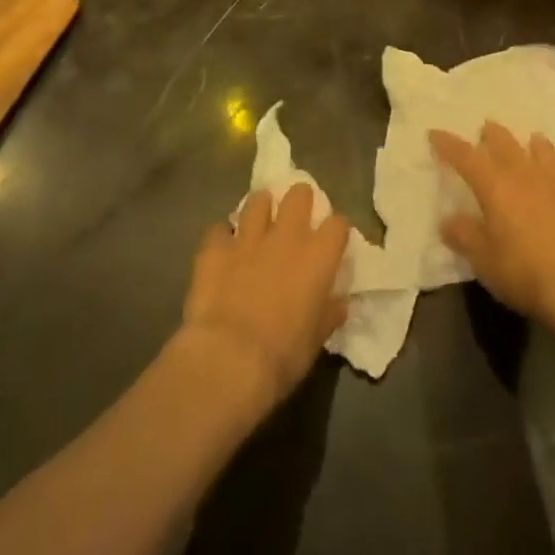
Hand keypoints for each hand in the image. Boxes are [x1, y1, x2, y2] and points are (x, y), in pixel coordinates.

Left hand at [180, 183, 349, 411]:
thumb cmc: (282, 355)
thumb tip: (339, 303)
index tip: (331, 242)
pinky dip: (222, 238)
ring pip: (257, 201)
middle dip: (298, 200)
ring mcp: (248, 238)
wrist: (228, 360)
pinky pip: (218, 230)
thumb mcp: (316, 340)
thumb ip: (328, 314)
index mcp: (317, 257)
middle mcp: (286, 236)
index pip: (338, 224)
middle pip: (299, 195)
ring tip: (257, 222)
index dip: (335, 231)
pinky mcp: (215, 248)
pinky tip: (221, 249)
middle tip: (294, 218)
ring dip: (259, 209)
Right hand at [430, 123, 554, 337]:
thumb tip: (448, 219)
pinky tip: (553, 175)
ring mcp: (554, 182)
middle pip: (504, 142)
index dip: (448, 144)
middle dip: (490, 134)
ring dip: (525, 142)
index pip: (465, 155)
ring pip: (538, 149)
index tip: (435, 133)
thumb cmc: (525, 271)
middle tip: (483, 129)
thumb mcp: (484, 260)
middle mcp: (523, 173)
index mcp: (494, 184)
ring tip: (524, 141)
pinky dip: (551, 165)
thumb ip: (464, 235)